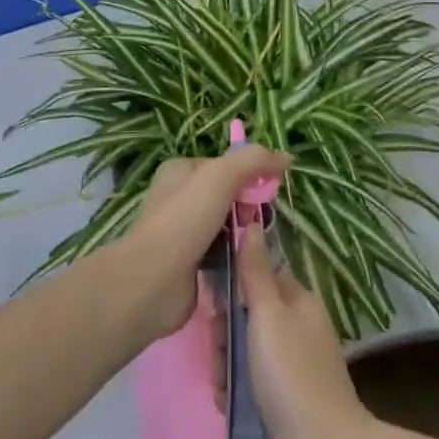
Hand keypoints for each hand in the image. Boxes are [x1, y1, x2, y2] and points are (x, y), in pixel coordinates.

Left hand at [121, 145, 290, 339]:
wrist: (152, 281)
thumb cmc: (184, 220)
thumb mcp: (220, 177)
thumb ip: (253, 161)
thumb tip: (286, 157)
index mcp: (181, 171)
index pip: (226, 166)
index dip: (250, 176)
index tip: (268, 192)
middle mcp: (179, 198)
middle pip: (228, 196)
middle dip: (247, 208)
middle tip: (256, 222)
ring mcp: (183, 232)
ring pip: (227, 227)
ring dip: (243, 235)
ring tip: (254, 246)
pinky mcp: (190, 264)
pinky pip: (222, 254)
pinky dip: (235, 258)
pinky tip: (245, 266)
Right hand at [235, 231, 377, 438]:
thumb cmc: (292, 376)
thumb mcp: (269, 315)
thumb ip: (255, 270)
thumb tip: (251, 220)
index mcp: (296, 303)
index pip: (258, 274)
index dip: (233, 281)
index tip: (214, 295)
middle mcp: (292, 330)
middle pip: (243, 315)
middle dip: (224, 332)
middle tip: (221, 348)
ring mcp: (284, 368)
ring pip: (238, 351)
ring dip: (225, 366)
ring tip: (226, 385)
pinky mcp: (275, 403)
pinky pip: (243, 385)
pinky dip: (233, 393)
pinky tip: (229, 405)